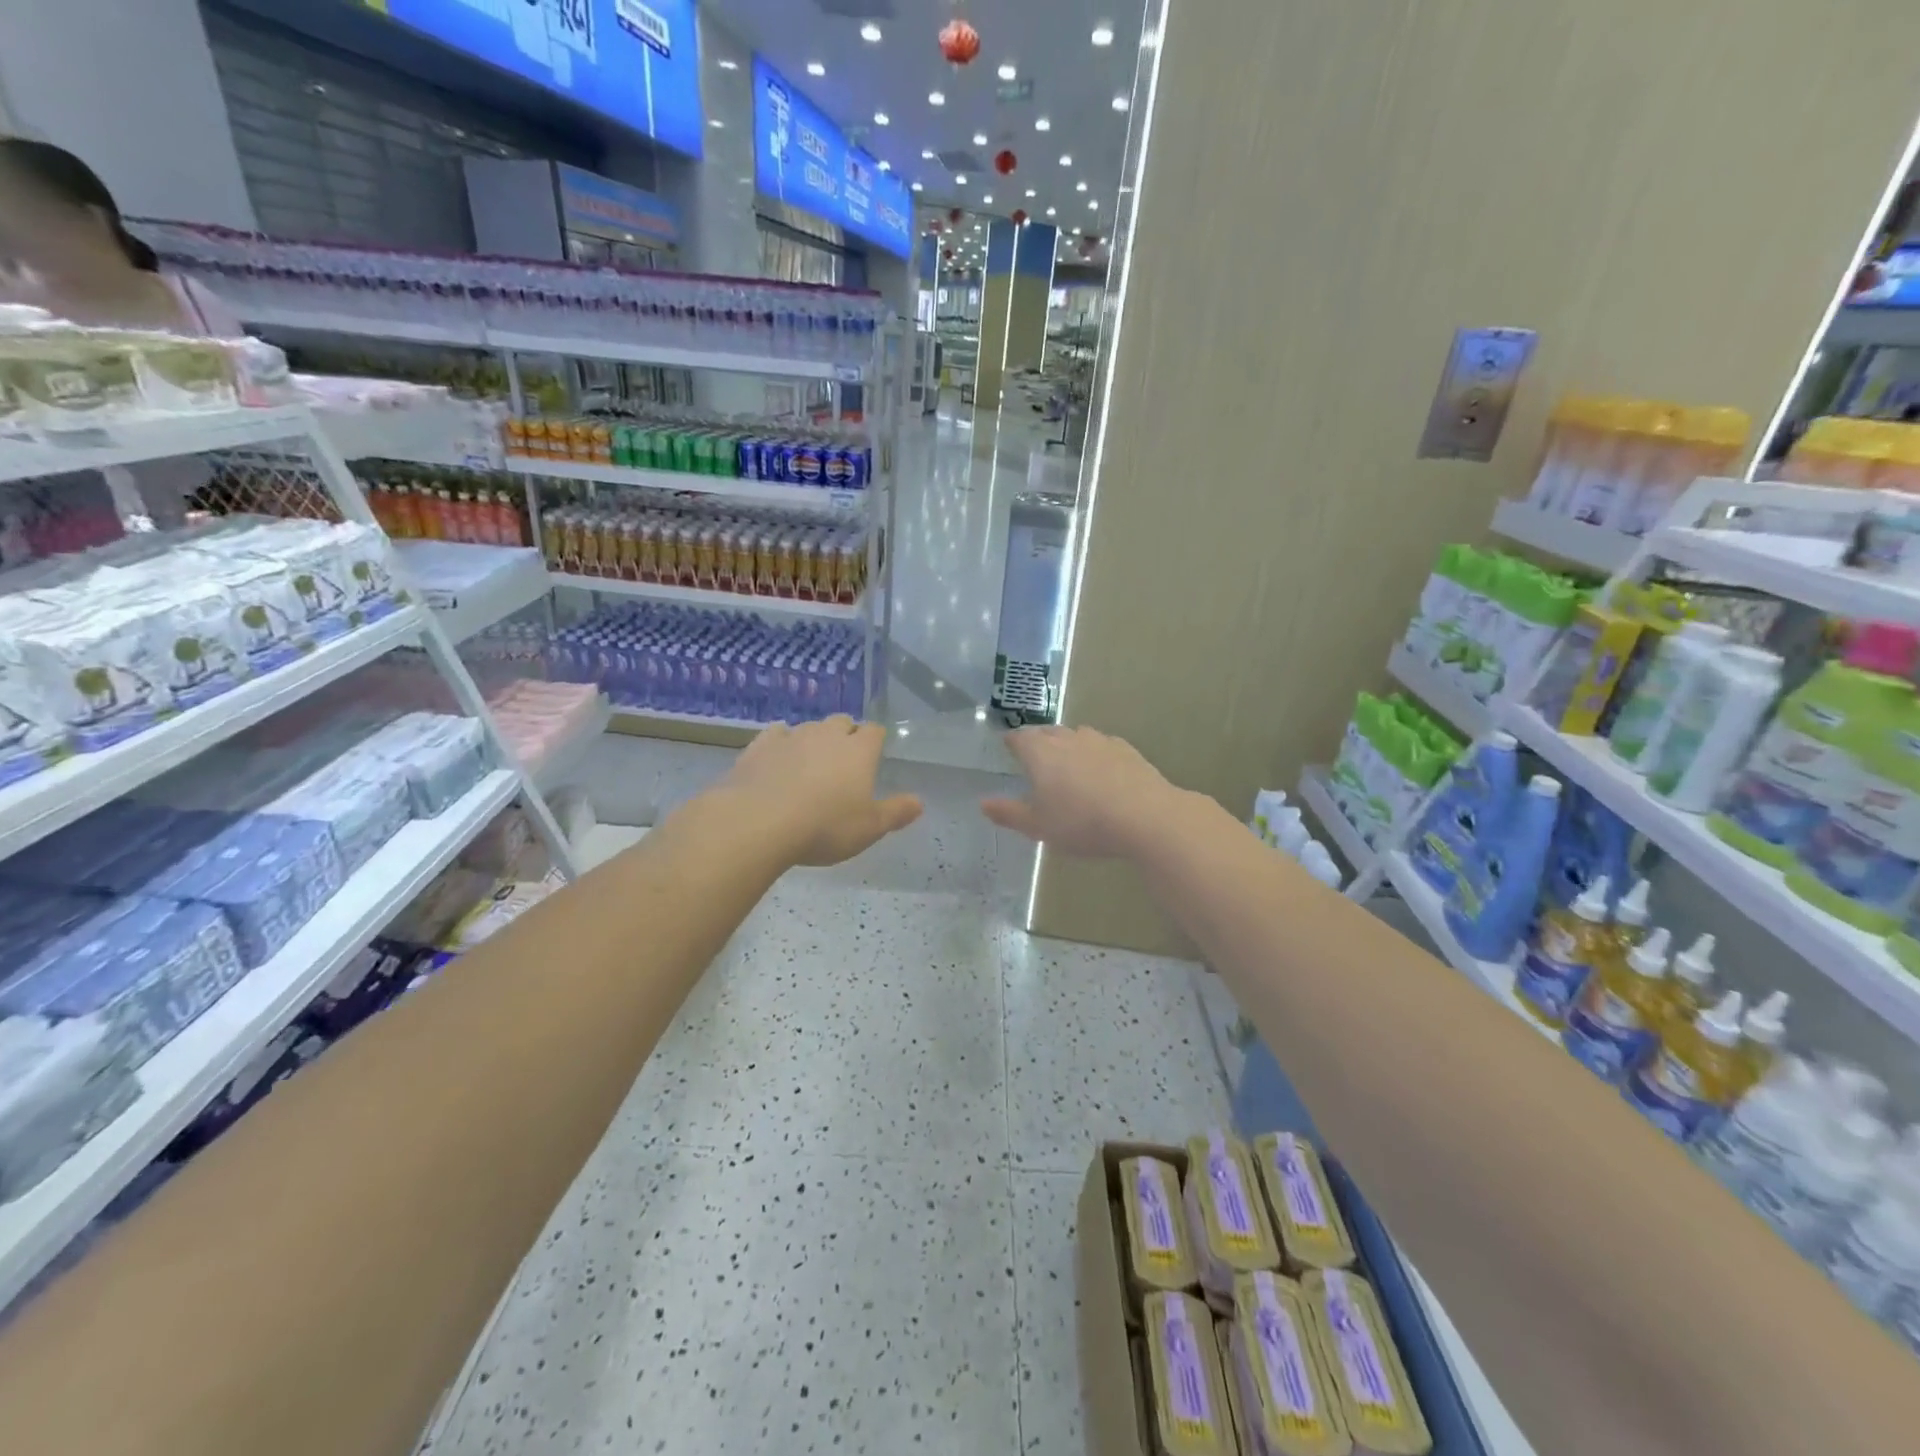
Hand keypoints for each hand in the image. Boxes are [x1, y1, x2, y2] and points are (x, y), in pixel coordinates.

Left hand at [721, 717, 922, 866]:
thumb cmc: (824, 827)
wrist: (758, 822)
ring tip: (810, 764)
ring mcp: (792, 737)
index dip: (875, 741)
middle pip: (842, 722)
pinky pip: (777, 735)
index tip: (874, 754)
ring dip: (814, 740)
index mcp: (859, 751)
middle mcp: (827, 735)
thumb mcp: (869, 829)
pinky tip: (778, 759)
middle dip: (845, 735)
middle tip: (843, 761)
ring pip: (810, 727)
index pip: (874, 731)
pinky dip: (781, 743)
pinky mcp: (760, 745)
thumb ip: (896, 813)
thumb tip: (919, 802)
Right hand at [981, 726, 1187, 857]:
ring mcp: (1099, 740)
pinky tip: (1100, 771)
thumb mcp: (1039, 826)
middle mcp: (1067, 738)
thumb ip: (1009, 813)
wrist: (1144, 816)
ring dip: (1067, 745)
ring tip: (1067, 764)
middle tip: (1035, 758)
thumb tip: (983, 803)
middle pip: (1047, 732)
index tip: (1009, 747)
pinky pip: (1101, 745)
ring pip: (1075, 735)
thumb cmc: (1081, 822)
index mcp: (1040, 753)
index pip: (1019, 738)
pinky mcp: (1125, 749)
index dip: (1012, 742)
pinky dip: (1094, 754)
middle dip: (1038, 741)